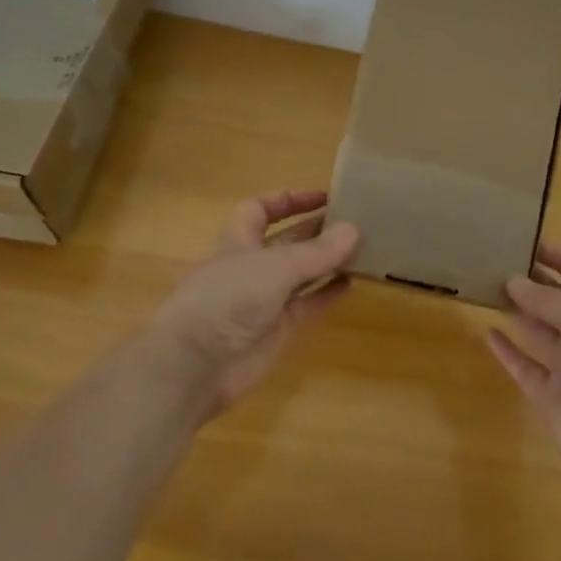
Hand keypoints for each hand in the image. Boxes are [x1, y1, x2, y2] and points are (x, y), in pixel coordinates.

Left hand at [151, 190, 359, 414]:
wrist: (197, 364)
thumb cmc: (227, 299)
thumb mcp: (275, 267)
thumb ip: (316, 251)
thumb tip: (355, 230)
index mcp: (239, 240)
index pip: (261, 210)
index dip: (289, 200)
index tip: (324, 197)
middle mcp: (253, 265)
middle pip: (289, 240)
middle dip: (318, 229)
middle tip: (357, 221)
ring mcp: (266, 298)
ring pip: (303, 272)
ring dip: (328, 260)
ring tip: (364, 247)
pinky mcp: (279, 328)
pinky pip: (309, 303)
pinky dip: (329, 292)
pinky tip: (354, 282)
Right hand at [485, 242, 560, 483]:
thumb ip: (547, 298)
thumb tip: (512, 280)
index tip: (530, 244)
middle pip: (558, 301)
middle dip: (533, 282)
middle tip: (497, 263)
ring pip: (538, 332)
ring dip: (516, 311)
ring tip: (486, 288)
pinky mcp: (550, 395)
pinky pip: (524, 367)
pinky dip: (507, 351)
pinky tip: (488, 332)